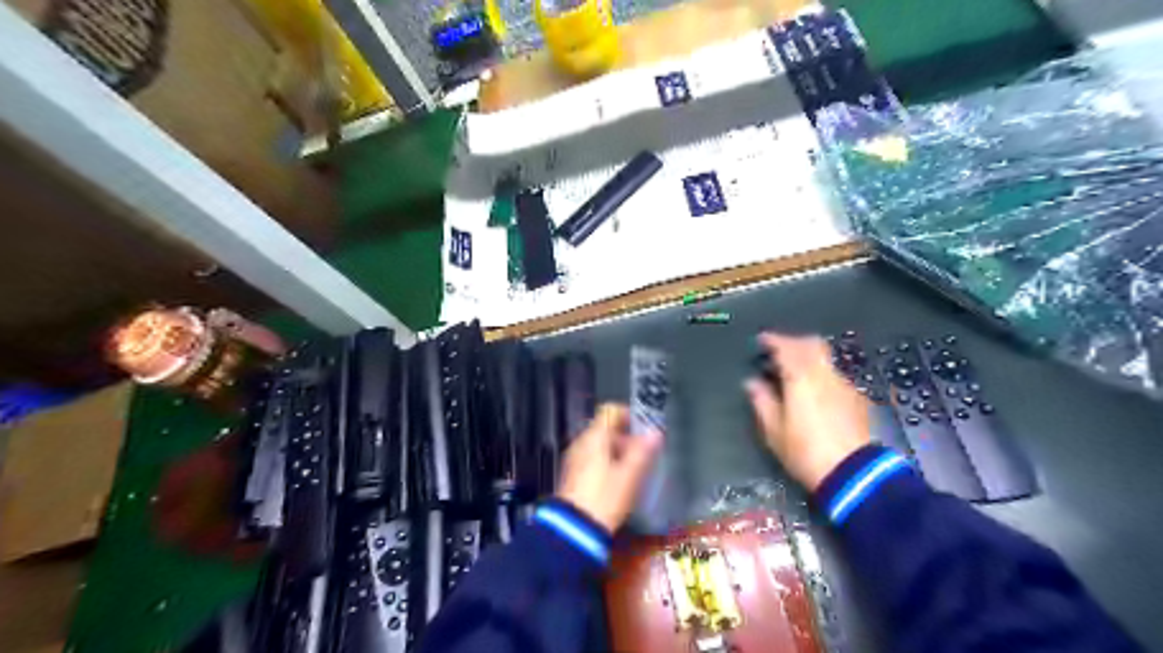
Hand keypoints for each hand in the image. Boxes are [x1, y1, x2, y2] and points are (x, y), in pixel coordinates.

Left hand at [555, 400, 663, 531]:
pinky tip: (618, 481)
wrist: (575, 529)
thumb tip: (656, 432)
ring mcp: (575, 458)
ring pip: (600, 444)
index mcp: (595, 437)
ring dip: (618, 451)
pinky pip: (593, 458)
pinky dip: (607, 462)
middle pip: (605, 428)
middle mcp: (581, 442)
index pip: (610, 411)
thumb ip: (643, 451)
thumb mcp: (629, 475)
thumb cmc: (605, 498)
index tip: (643, 429)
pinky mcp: (573, 474)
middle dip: (626, 437)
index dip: (628, 415)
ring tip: (634, 469)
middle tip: (643, 453)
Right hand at [749, 331, 866, 488]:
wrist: (854, 474)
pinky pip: (836, 376)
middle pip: (812, 344)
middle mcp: (824, 375)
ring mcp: (845, 385)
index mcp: (801, 378)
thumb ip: (762, 401)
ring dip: (809, 358)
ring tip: (795, 372)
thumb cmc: (805, 452)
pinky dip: (822, 375)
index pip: (786, 348)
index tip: (762, 340)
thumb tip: (752, 383)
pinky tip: (816, 391)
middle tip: (780, 350)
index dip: (773, 340)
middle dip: (794, 342)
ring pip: (826, 360)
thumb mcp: (774, 431)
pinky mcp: (857, 399)